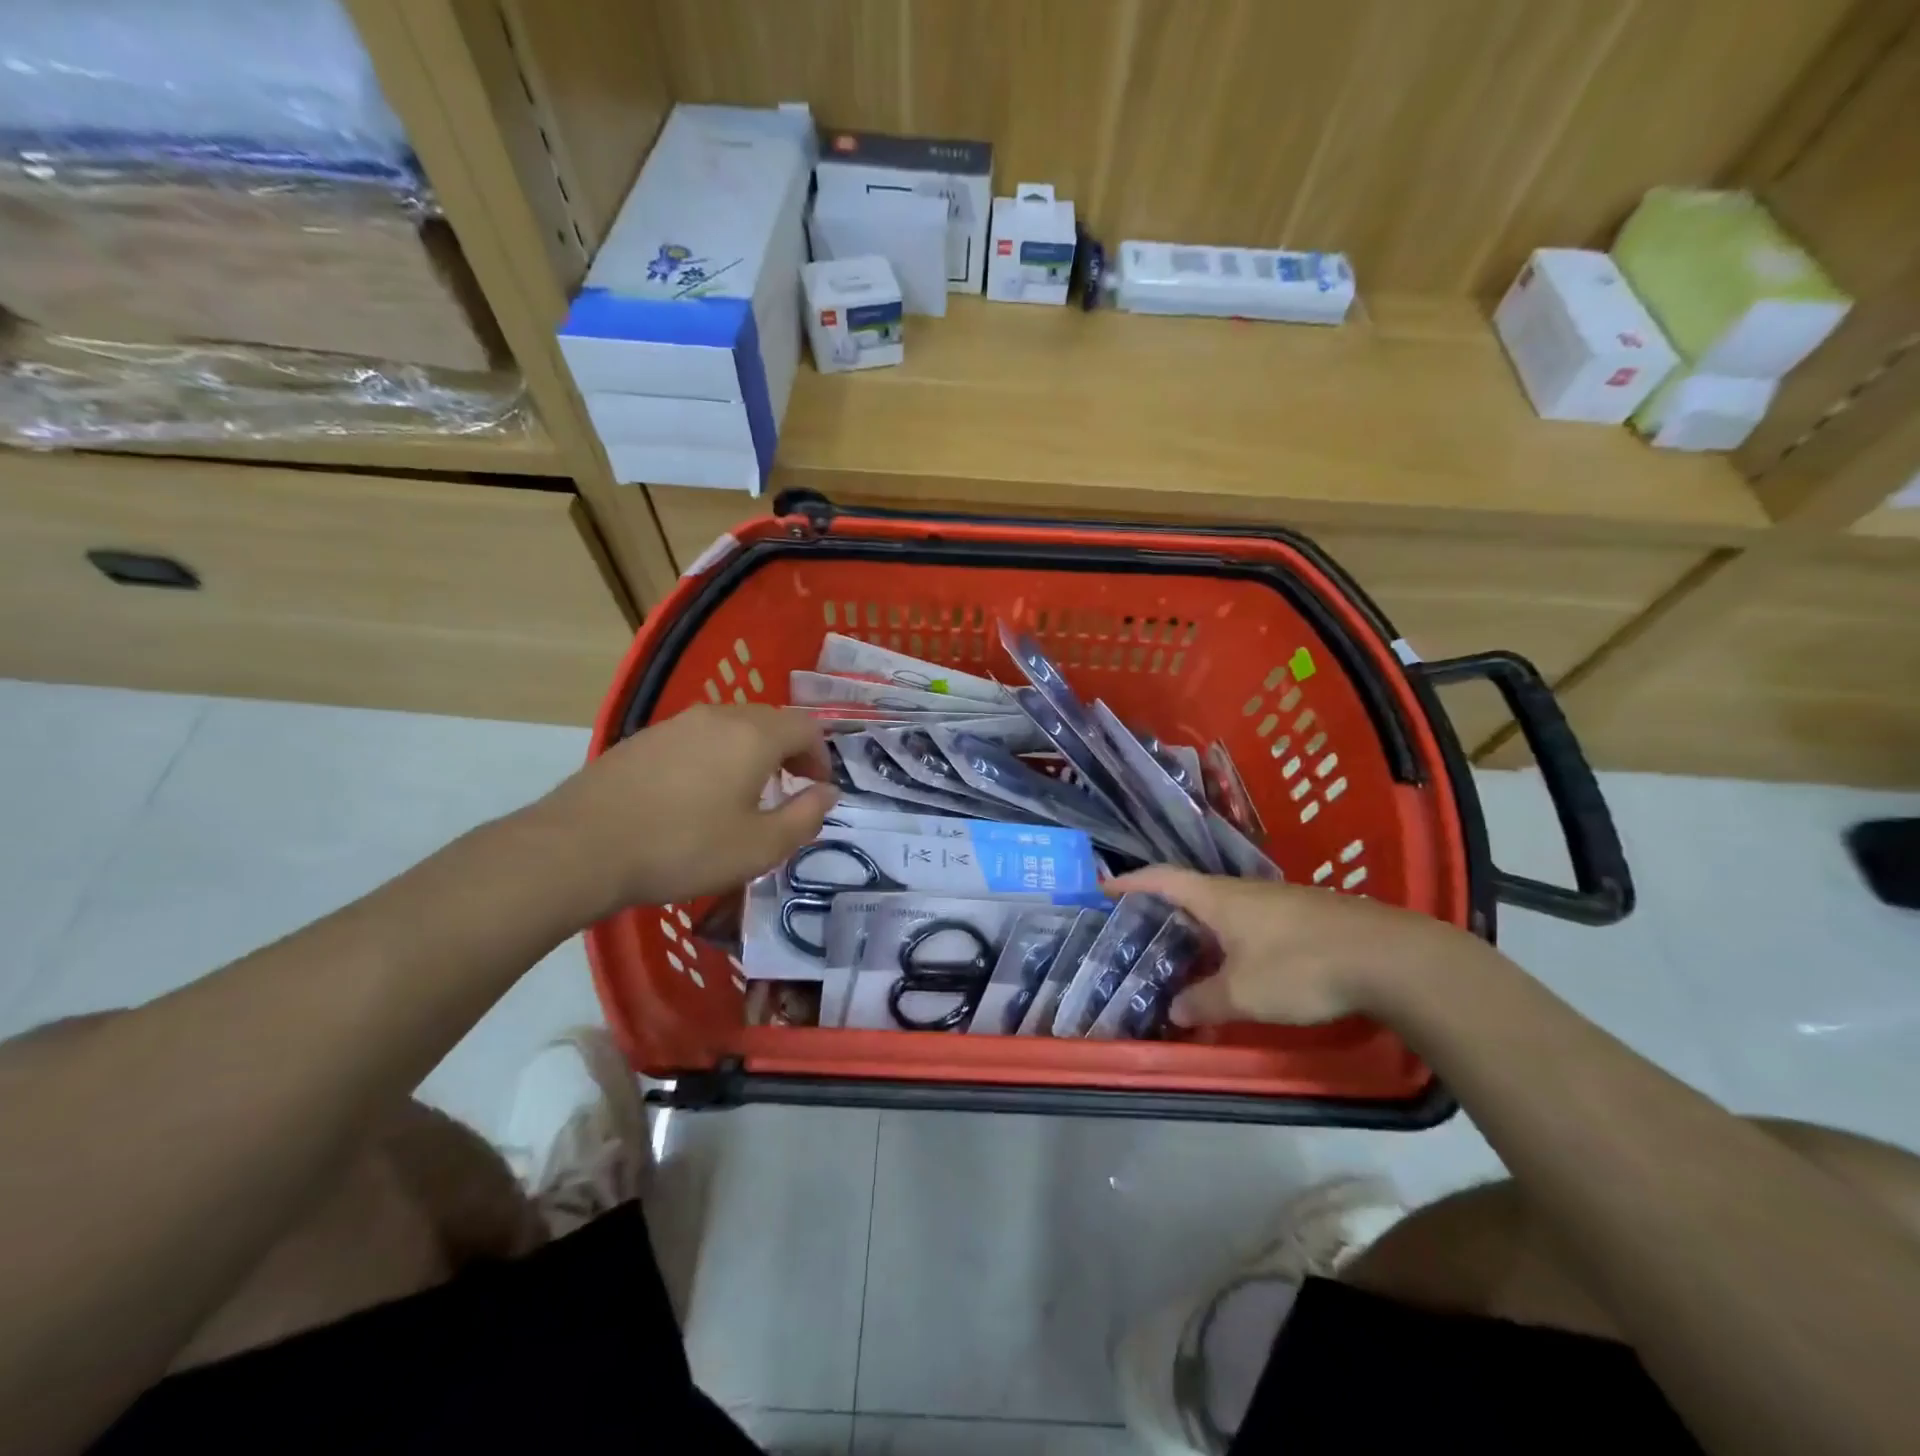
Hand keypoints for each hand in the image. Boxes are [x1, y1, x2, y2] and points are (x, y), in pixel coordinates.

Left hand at [532, 705, 837, 913]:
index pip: (807, 726)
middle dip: (789, 751)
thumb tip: (827, 793)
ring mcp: (676, 723)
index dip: (821, 756)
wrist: (581, 847)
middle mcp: (718, 716)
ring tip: (743, 795)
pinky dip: (715, 756)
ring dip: (751, 753)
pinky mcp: (643, 738)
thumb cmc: (683, 848)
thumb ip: (805, 817)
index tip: (816, 789)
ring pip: (732, 726)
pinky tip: (696, 795)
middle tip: (788, 790)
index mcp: (753, 735)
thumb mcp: (760, 847)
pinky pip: (697, 737)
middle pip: (770, 720)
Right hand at [1111, 866, 1493, 1027]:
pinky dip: (1233, 939)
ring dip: (1201, 928)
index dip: (1130, 882)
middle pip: (1192, 892)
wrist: (1390, 958)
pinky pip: (1253, 922)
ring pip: (1225, 909)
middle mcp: (1243, 890)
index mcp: (1218, 898)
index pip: (1161, 879)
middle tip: (1141, 934)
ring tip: (1186, 955)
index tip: (1104, 887)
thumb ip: (1204, 1001)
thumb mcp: (1243, 993)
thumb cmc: (1301, 966)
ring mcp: (1278, 900)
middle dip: (1164, 910)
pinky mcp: (1306, 916)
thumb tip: (1174, 1009)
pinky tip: (1240, 966)